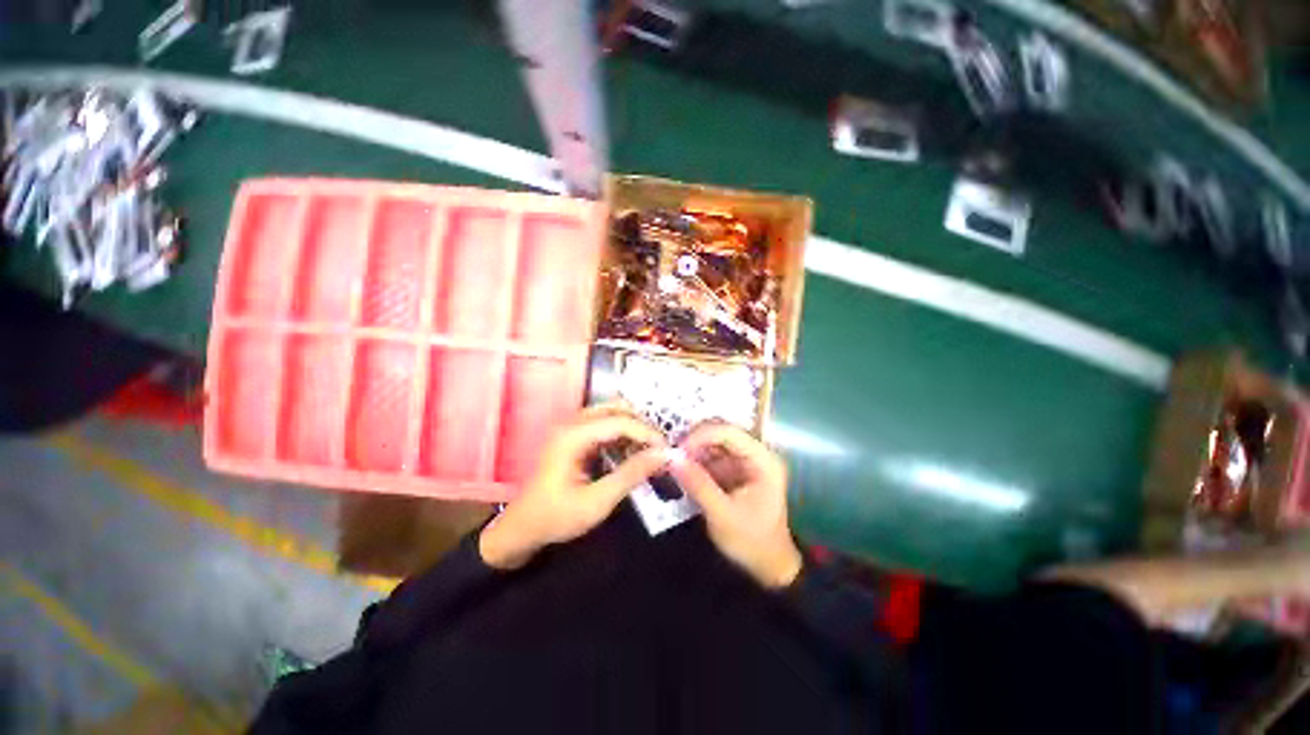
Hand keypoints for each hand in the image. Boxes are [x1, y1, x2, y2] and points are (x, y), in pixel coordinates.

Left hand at [479, 404, 668, 569]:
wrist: (523, 528)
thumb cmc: (557, 517)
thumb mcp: (598, 501)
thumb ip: (631, 474)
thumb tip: (663, 455)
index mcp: (573, 435)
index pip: (620, 421)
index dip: (647, 432)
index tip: (667, 450)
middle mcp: (572, 423)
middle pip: (616, 408)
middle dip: (641, 425)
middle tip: (659, 447)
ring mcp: (572, 427)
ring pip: (611, 414)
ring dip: (633, 428)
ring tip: (649, 451)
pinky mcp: (575, 436)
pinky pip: (605, 425)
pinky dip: (622, 435)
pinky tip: (631, 453)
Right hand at [667, 424, 802, 588]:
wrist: (768, 566)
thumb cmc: (752, 542)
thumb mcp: (723, 515)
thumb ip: (698, 485)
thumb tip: (673, 459)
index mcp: (762, 460)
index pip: (730, 433)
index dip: (702, 435)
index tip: (678, 449)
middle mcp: (755, 454)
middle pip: (721, 433)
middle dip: (695, 441)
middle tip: (672, 455)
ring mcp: (744, 462)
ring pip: (713, 443)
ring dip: (693, 450)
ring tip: (673, 463)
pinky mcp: (733, 471)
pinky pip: (711, 457)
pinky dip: (695, 461)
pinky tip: (681, 470)